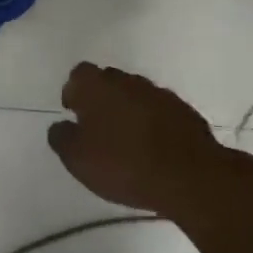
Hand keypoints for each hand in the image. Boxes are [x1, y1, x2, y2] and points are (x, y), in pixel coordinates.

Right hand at [47, 62, 252, 217]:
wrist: (191, 178)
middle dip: (101, 99)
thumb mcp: (76, 159)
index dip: (74, 92)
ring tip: (127, 141)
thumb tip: (61, 126)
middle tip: (99, 129)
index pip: (78, 75)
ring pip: (135, 95)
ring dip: (128, 111)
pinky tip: (153, 149)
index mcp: (95, 86)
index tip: (75, 114)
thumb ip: (61, 137)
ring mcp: (159, 94)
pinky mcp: (185, 112)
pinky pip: (159, 112)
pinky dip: (153, 124)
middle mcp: (126, 81)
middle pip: (108, 81)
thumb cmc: (123, 164)